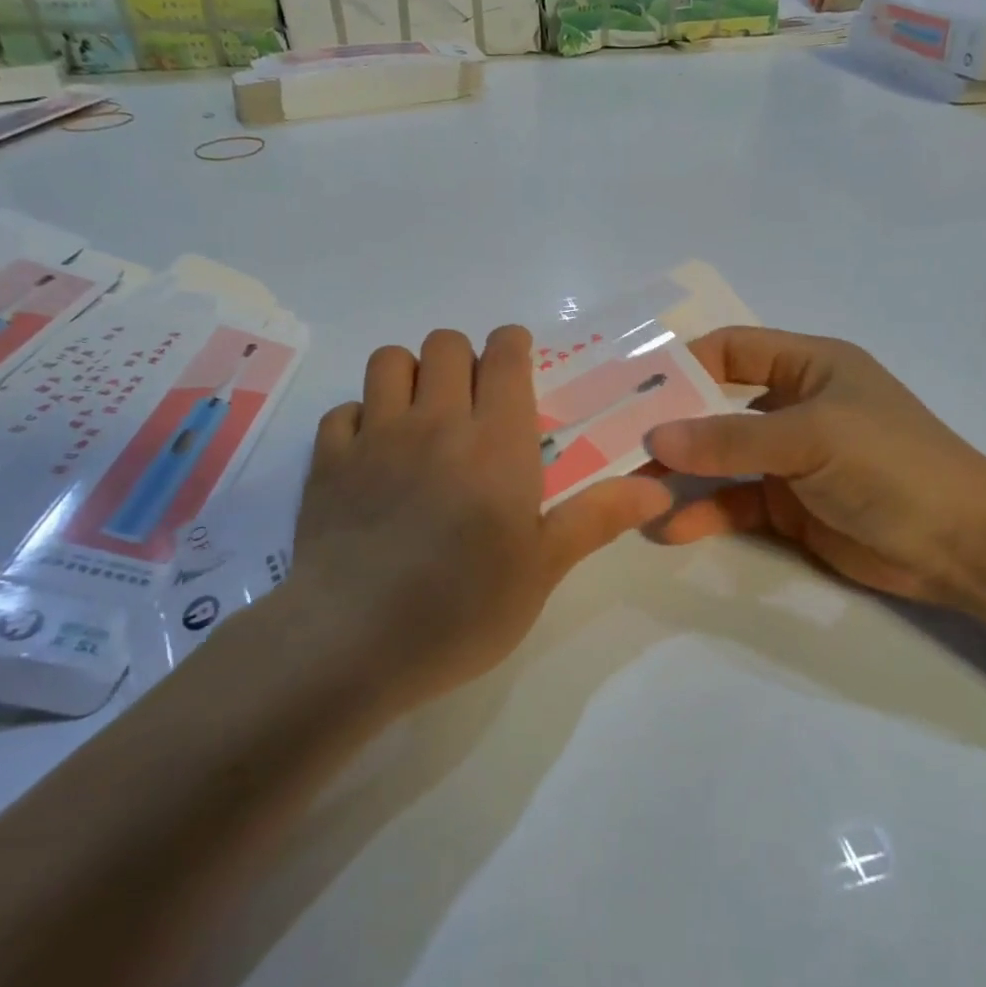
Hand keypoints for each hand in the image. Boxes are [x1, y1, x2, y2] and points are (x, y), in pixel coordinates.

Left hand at [290, 327, 673, 710]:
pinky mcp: (326, 462)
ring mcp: (374, 437)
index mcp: (497, 442)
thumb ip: (597, 517)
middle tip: (473, 405)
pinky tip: (372, 457)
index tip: (518, 364)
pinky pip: (343, 411)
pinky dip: (360, 419)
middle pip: (446, 344)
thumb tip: (659, 489)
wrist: (354, 642)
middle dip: (464, 359)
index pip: (505, 356)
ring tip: (422, 418)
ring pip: (390, 360)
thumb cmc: (463, 608)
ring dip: (411, 375)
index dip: (513, 346)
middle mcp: (436, 422)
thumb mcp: (543, 569)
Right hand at [647, 327, 985, 606]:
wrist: (960, 547)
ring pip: (719, 459)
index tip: (633, 388)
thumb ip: (731, 439)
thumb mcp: (811, 438)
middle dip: (670, 424)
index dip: (684, 363)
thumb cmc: (892, 466)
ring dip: (680, 473)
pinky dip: (703, 513)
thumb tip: (655, 439)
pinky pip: (734, 503)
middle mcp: (793, 406)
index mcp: (809, 366)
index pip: (732, 350)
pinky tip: (670, 529)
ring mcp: (789, 459)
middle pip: (716, 406)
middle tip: (613, 440)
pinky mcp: (787, 506)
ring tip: (629, 490)